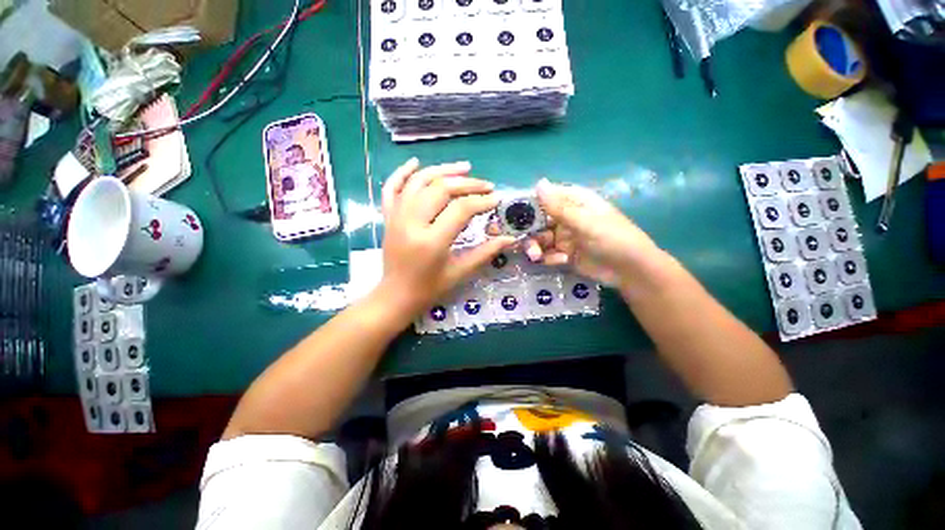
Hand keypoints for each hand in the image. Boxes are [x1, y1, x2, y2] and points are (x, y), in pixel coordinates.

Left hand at [378, 158, 514, 314]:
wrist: (396, 296)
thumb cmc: (430, 288)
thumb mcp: (460, 272)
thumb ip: (485, 252)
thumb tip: (510, 238)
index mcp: (431, 241)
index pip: (460, 209)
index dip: (482, 201)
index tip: (496, 199)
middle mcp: (411, 223)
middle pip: (441, 189)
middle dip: (467, 183)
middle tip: (486, 185)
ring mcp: (396, 217)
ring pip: (418, 182)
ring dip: (442, 170)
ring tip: (464, 168)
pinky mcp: (388, 217)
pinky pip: (392, 188)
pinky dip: (403, 172)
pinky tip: (417, 163)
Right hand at [521, 179, 664, 289]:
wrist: (631, 271)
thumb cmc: (612, 238)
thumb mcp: (585, 221)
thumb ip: (559, 206)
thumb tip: (538, 182)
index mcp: (572, 201)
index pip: (543, 198)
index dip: (525, 206)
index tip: (507, 217)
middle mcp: (565, 217)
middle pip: (536, 222)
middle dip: (529, 233)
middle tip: (521, 244)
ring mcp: (564, 236)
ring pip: (539, 239)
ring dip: (536, 248)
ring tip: (537, 257)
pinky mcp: (564, 253)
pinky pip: (547, 253)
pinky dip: (549, 258)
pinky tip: (561, 262)